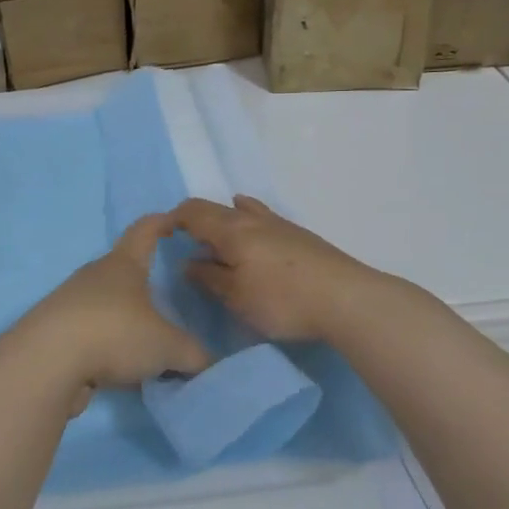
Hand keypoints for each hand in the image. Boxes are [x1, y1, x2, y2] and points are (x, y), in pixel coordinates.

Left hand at [13, 213, 209, 403]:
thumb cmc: (114, 333)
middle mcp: (94, 277)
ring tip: (149, 345)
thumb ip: (194, 354)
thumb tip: (207, 363)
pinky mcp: (55, 333)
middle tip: (170, 299)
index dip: (162, 222)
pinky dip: (107, 348)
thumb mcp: (168, 346)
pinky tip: (121, 371)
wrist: (46, 362)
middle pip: (124, 271)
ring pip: (106, 306)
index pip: (145, 230)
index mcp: (123, 265)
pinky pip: (91, 335)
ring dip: (125, 321)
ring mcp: (70, 303)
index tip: (175, 220)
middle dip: (145, 282)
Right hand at [174, 195, 387, 343]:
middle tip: (186, 241)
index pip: (193, 211)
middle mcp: (253, 219)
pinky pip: (263, 218)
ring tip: (217, 231)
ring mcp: (280, 224)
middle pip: (216, 208)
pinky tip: (255, 229)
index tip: (162, 235)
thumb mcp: (237, 297)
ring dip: (224, 219)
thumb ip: (209, 278)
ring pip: (242, 211)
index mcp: (231, 230)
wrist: (346, 299)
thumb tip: (189, 263)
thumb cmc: (282, 300)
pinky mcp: (300, 236)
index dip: (173, 218)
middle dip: (196, 219)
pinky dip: (248, 219)